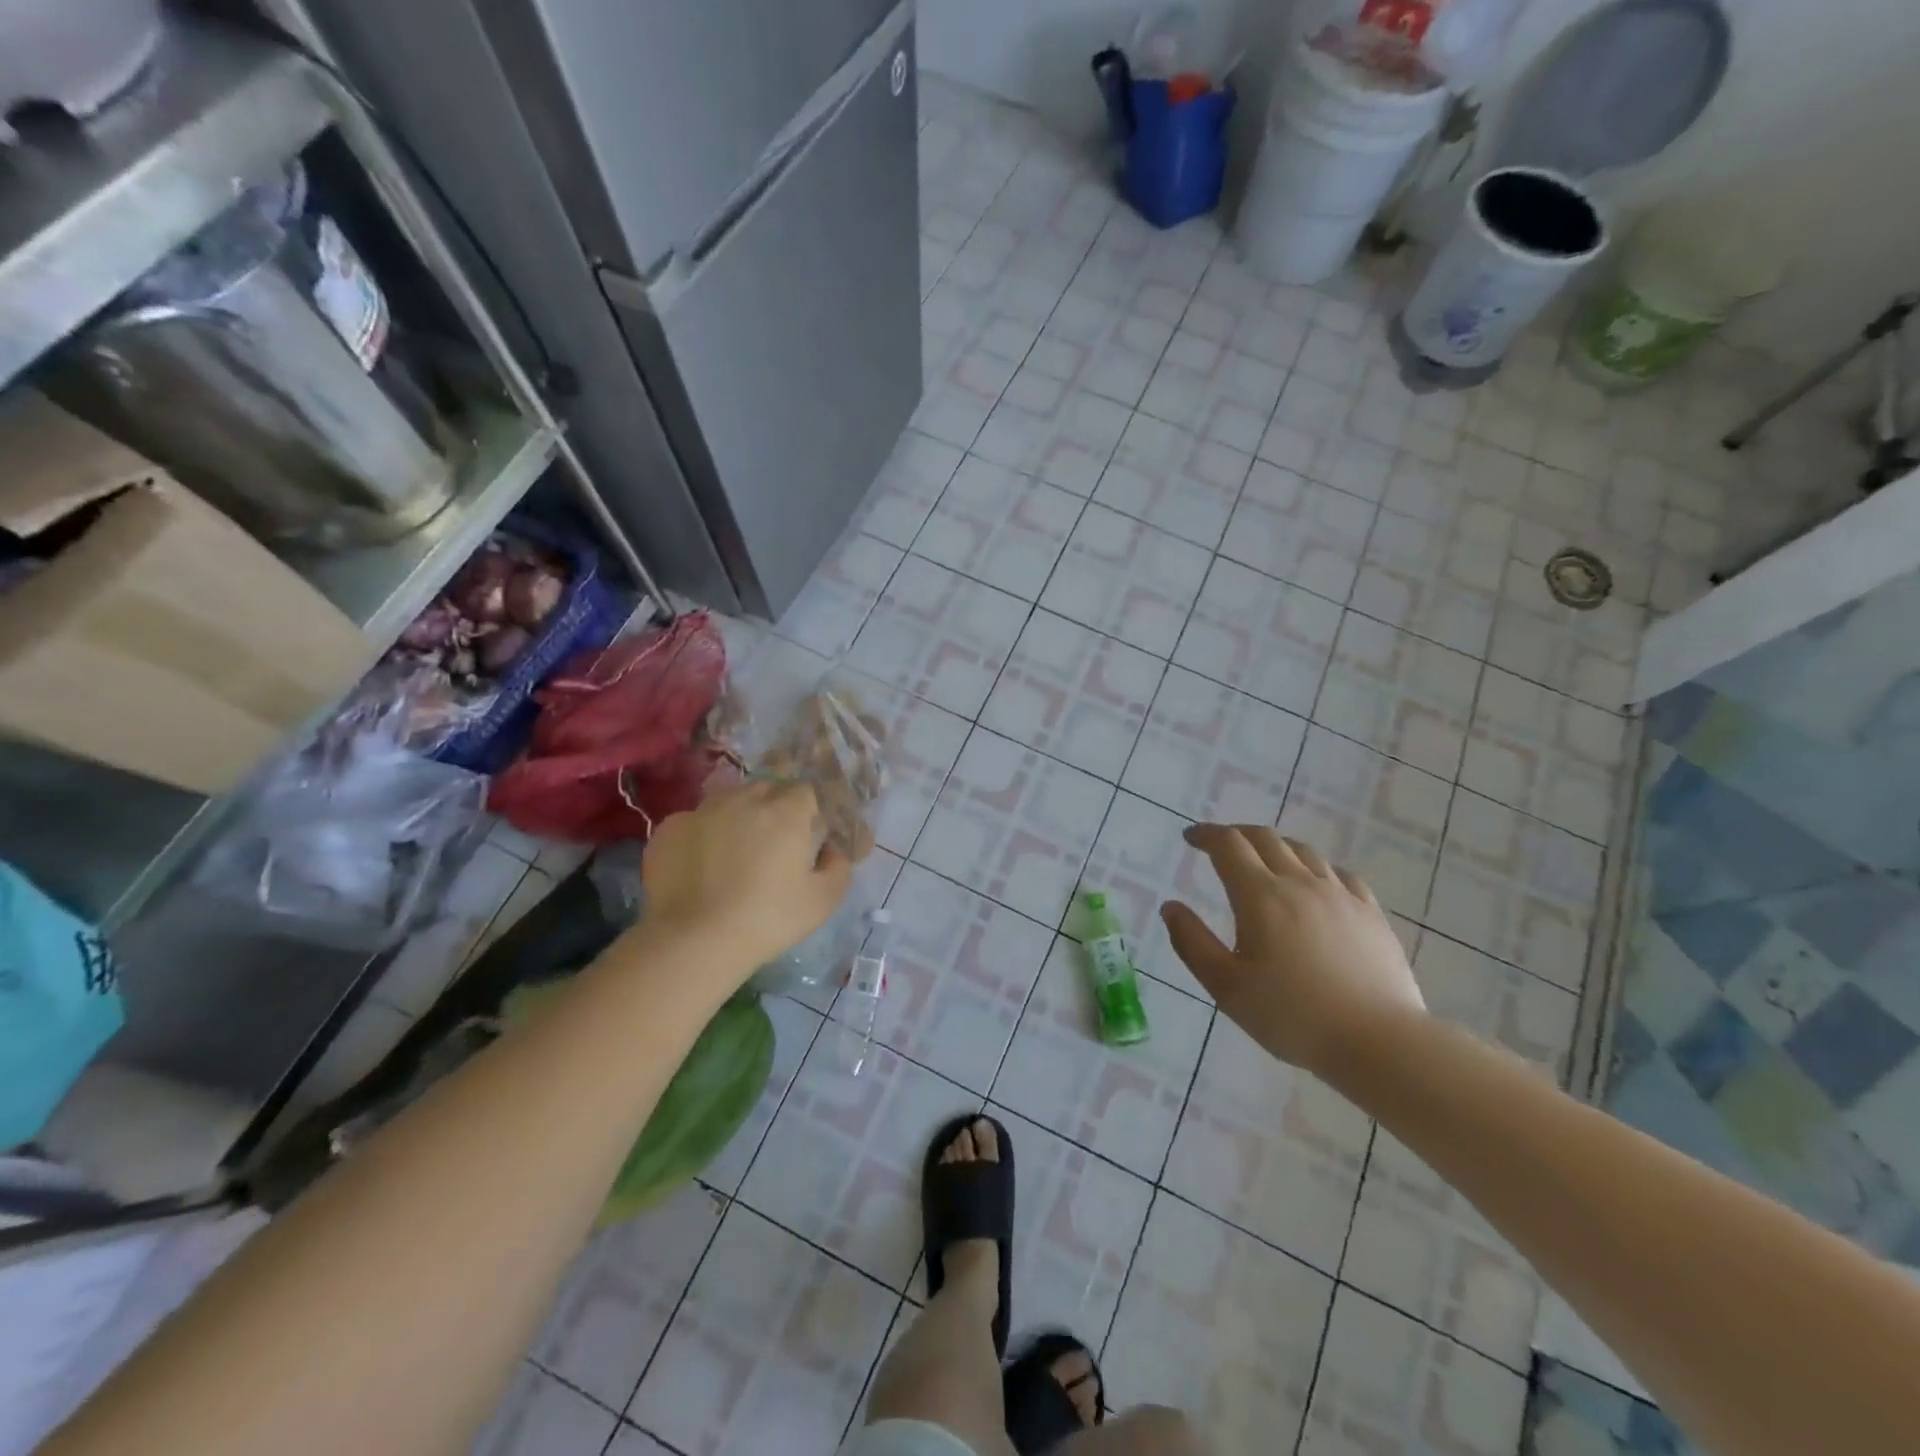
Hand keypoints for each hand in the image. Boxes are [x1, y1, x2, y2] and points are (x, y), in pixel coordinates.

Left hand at [641, 780, 859, 976]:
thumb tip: (832, 850)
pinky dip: (702, 836)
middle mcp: (744, 799)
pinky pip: (694, 822)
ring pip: (727, 801)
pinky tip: (700, 867)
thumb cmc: (767, 920)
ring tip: (733, 854)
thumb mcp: (823, 902)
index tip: (805, 836)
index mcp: (786, 812)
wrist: (693, 941)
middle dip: (773, 808)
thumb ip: (838, 866)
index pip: (804, 791)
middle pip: (766, 789)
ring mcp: (702, 810)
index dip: (807, 811)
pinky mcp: (669, 828)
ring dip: (736, 818)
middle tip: (772, 845)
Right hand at [1161, 825, 1425, 1074]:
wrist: (1379, 1042)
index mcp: (1260, 896)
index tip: (1190, 838)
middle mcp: (1300, 882)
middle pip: (1265, 838)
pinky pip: (1339, 873)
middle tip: (1219, 846)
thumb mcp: (1226, 987)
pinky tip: (1314, 885)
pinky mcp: (1371, 913)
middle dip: (1236, 834)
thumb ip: (1192, 942)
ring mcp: (1340, 895)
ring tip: (1262, 861)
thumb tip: (1171, 907)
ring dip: (1274, 847)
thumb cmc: (1292, 1016)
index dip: (1206, 835)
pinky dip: (1314, 868)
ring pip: (1303, 851)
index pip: (1228, 845)